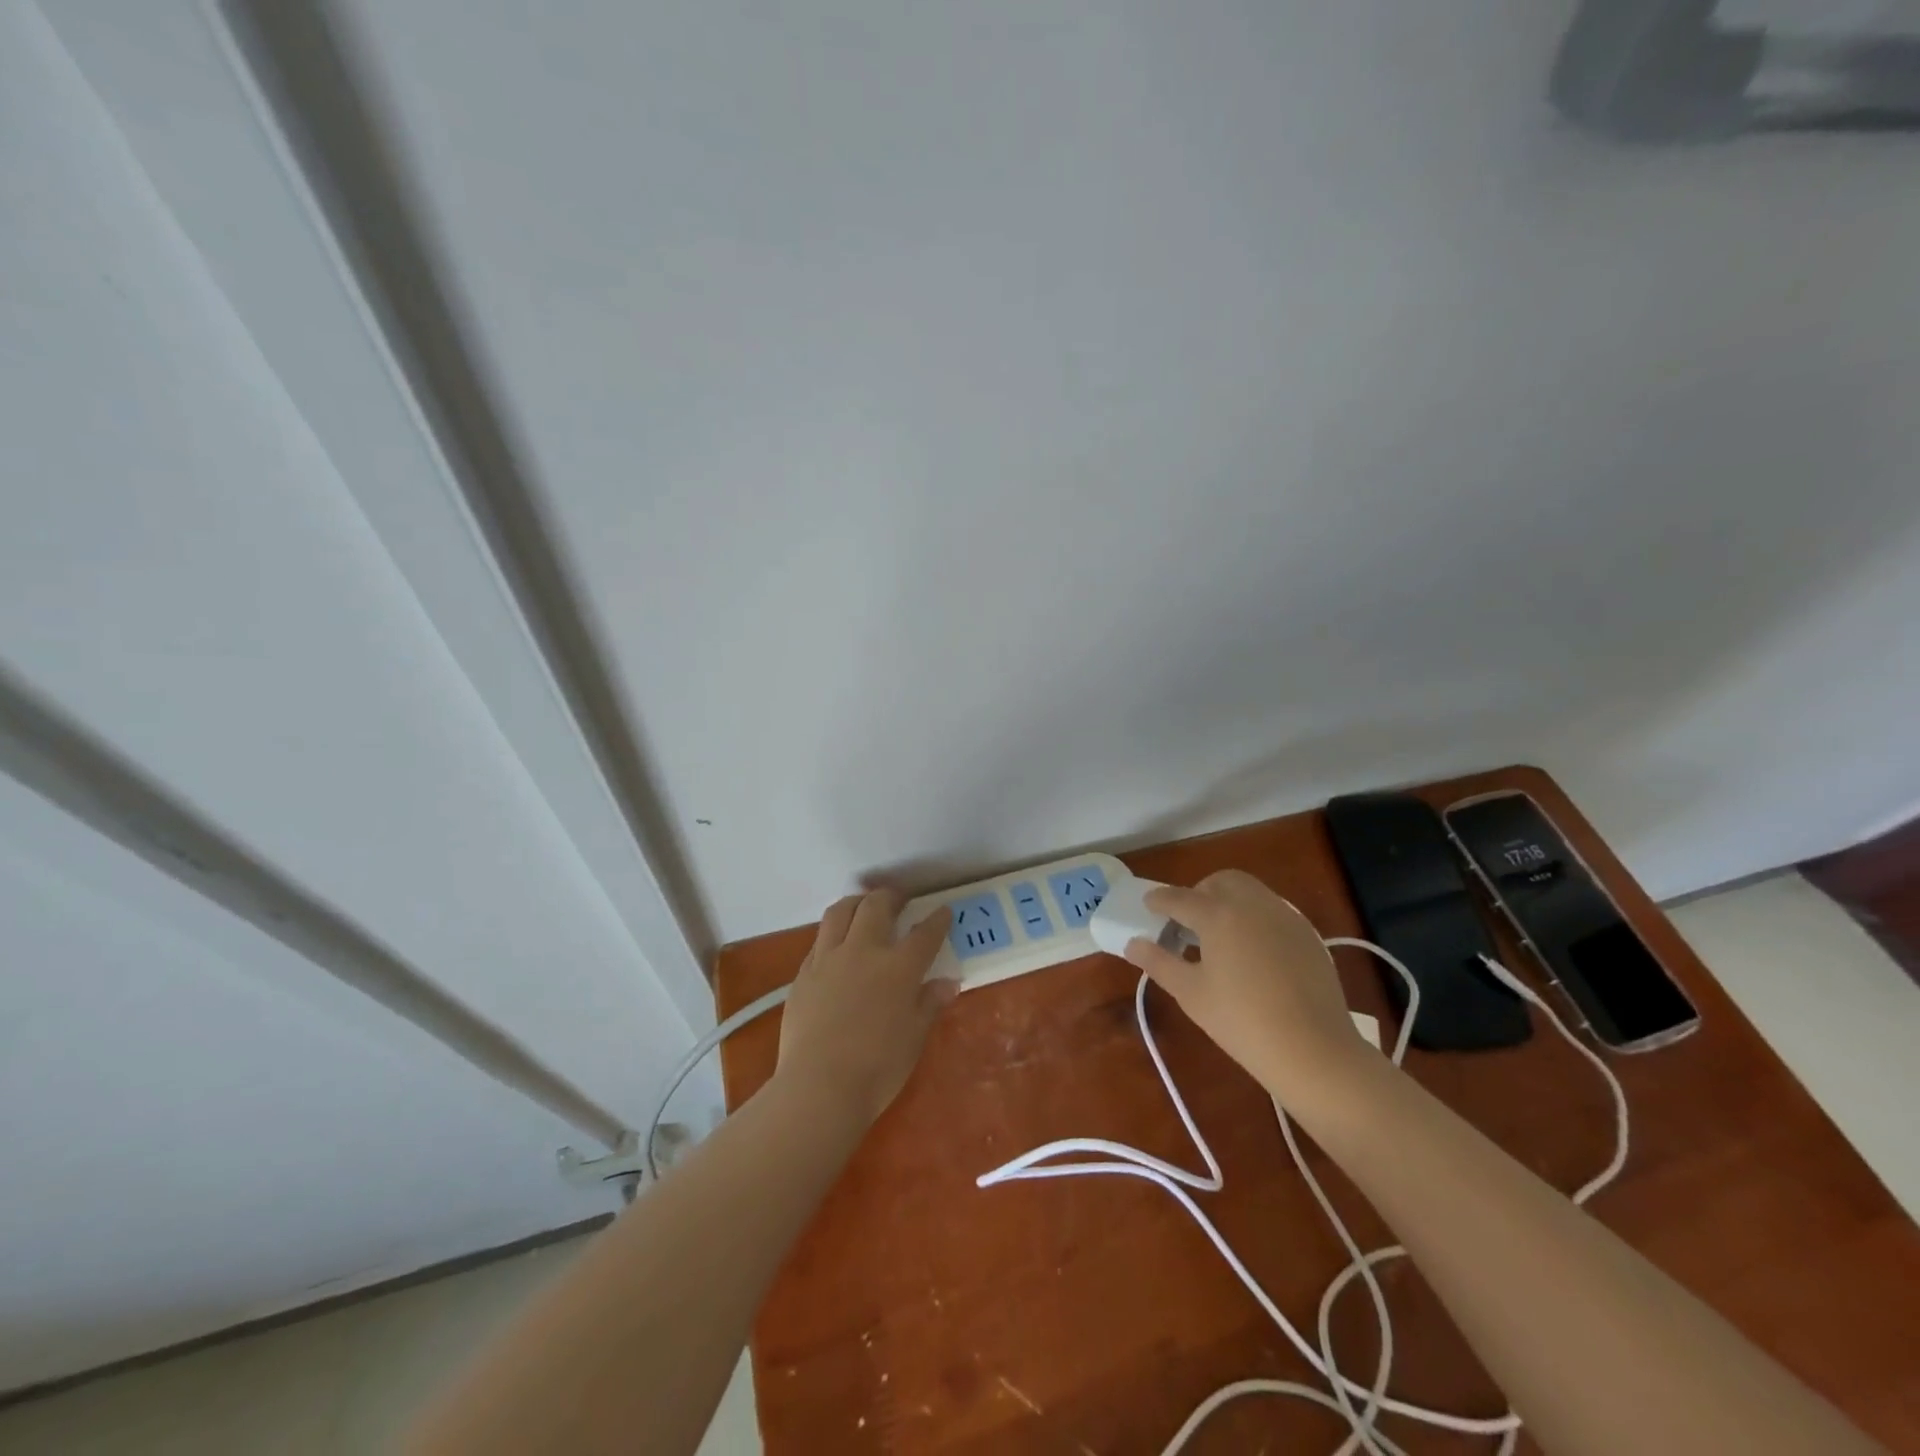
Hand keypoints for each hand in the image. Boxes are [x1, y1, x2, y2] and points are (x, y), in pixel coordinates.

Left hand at [773, 889, 955, 1126]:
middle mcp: (864, 951)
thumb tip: (947, 983)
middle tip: (898, 900)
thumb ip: (929, 1004)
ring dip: (856, 903)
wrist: (819, 1086)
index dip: (937, 920)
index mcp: (899, 967)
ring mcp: (829, 959)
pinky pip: (819, 941)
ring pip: (840, 912)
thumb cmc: (877, 1068)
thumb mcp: (914, 1038)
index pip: (924, 934)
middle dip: (890, 897)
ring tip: (863, 907)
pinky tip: (836, 946)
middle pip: (876, 906)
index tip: (943, 912)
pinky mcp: (804, 974)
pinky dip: (832, 934)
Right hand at [1123, 869, 1373, 1106]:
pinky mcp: (1307, 934)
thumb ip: (1159, 962)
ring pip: (1250, 891)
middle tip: (1187, 921)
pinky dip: (1254, 917)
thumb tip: (1133, 944)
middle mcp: (1252, 904)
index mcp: (1218, 914)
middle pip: (1220, 881)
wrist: (1314, 1050)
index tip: (1148, 905)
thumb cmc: (1241, 1021)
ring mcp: (1284, 916)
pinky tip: (1252, 951)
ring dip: (1229, 901)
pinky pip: (1273, 911)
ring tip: (1219, 935)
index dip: (1160, 901)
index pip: (1179, 898)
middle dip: (1199, 892)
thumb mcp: (1191, 993)